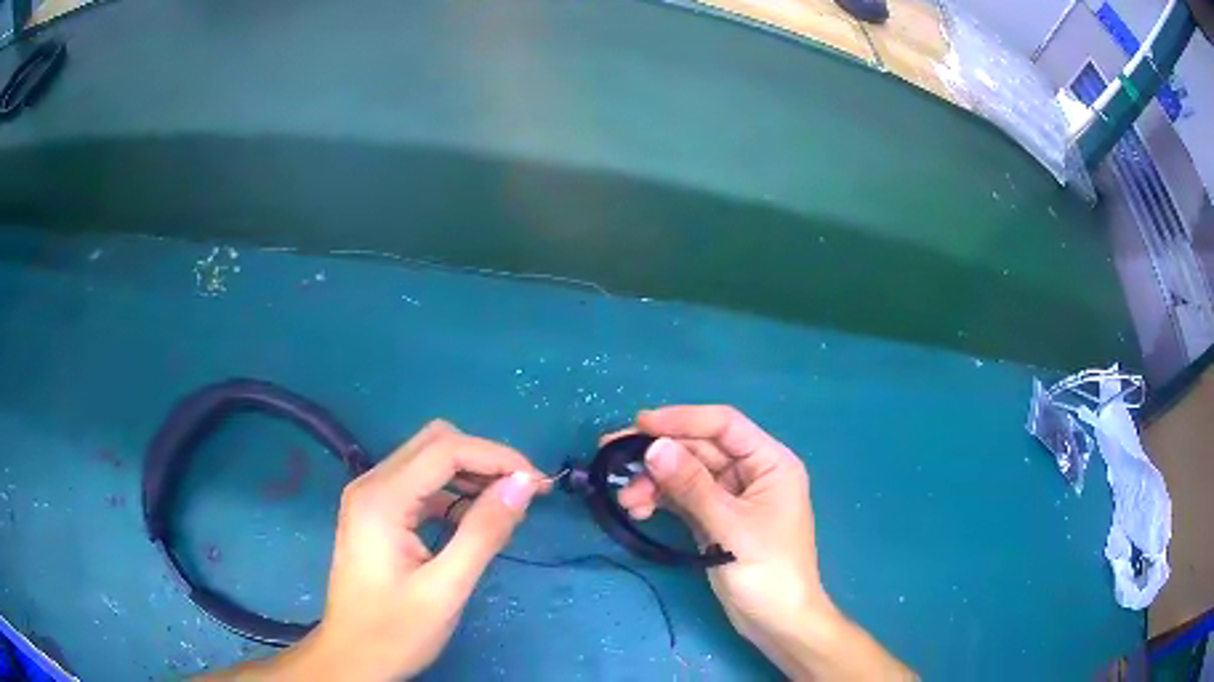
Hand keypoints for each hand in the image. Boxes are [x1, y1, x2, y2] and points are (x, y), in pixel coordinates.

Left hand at [213, 420, 546, 680]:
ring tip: (507, 503)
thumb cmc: (395, 631)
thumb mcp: (446, 589)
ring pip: (427, 459)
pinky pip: (419, 484)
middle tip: (523, 491)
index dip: (497, 457)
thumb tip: (523, 484)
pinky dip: (452, 491)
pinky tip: (472, 517)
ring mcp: (369, 497)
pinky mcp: (375, 513)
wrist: (351, 658)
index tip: (538, 482)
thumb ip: (483, 532)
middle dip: (484, 459)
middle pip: (434, 443)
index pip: (446, 450)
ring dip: (470, 472)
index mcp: (382, 499)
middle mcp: (371, 485)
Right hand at [615, 406, 912, 679]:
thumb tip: (653, 447)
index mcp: (770, 462)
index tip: (639, 424)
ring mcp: (731, 496)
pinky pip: (683, 498)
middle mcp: (751, 472)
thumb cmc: (767, 571)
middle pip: (699, 448)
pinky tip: (638, 509)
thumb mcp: (730, 527)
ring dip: (654, 481)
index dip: (682, 419)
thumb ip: (692, 486)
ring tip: (625, 499)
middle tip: (611, 457)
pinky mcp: (715, 518)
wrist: (777, 622)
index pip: (724, 425)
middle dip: (658, 454)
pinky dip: (661, 500)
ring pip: (686, 473)